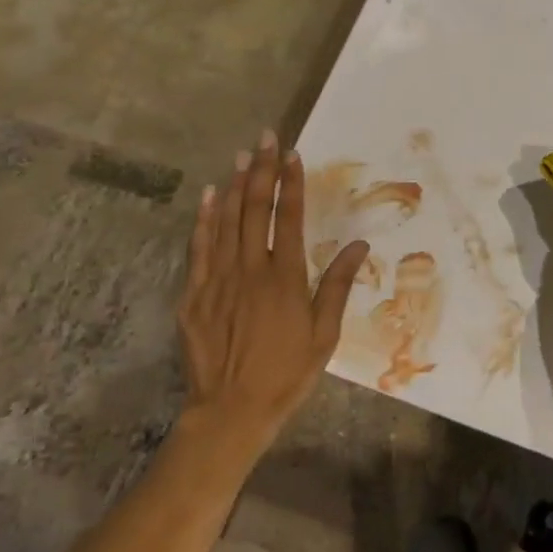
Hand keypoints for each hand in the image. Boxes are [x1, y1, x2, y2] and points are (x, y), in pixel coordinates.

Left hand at [178, 129, 368, 444]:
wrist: (230, 412)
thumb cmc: (287, 373)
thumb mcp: (324, 335)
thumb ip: (337, 286)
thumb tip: (358, 246)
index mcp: (284, 278)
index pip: (288, 218)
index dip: (290, 184)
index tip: (292, 155)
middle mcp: (250, 270)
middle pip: (255, 210)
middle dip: (262, 171)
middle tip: (265, 139)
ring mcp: (217, 281)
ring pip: (226, 222)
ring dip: (236, 186)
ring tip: (242, 156)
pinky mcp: (194, 296)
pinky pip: (199, 248)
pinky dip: (204, 220)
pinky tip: (210, 197)